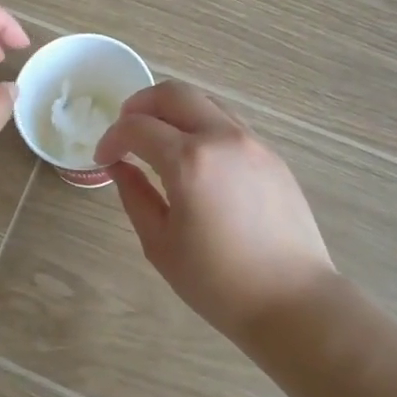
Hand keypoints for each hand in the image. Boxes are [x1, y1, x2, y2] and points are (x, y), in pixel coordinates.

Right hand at [96, 81, 335, 343]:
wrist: (293, 302)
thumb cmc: (218, 283)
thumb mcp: (160, 244)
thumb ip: (135, 196)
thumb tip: (119, 167)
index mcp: (189, 161)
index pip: (137, 127)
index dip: (112, 138)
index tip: (103, 158)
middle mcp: (221, 138)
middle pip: (173, 93)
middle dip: (140, 105)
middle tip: (125, 131)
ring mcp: (252, 143)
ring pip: (205, 101)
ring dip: (173, 111)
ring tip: (158, 140)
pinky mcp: (272, 156)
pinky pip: (228, 123)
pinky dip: (201, 126)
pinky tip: (194, 158)